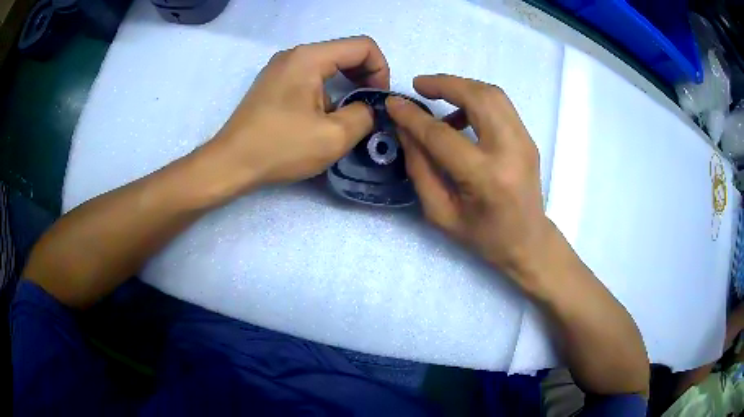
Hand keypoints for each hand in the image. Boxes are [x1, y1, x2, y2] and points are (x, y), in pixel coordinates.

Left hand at [202, 36, 389, 194]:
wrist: (231, 163)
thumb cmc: (280, 147)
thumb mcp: (334, 136)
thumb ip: (364, 115)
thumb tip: (367, 108)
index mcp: (310, 57)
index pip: (363, 46)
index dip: (380, 70)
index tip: (377, 99)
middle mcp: (295, 54)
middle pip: (345, 53)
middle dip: (365, 77)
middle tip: (368, 107)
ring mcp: (281, 67)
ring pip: (328, 65)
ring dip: (345, 86)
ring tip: (344, 116)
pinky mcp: (273, 82)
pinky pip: (310, 76)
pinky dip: (326, 90)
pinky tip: (321, 117)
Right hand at [386, 75, 554, 285]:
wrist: (528, 241)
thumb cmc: (483, 236)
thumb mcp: (440, 212)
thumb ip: (420, 168)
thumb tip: (405, 129)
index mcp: (486, 177)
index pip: (442, 135)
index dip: (414, 117)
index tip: (393, 103)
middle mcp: (510, 151)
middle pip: (478, 97)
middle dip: (444, 83)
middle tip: (419, 85)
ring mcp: (525, 141)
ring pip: (493, 94)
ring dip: (462, 86)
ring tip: (438, 94)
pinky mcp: (528, 138)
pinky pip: (501, 105)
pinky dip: (477, 98)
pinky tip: (461, 114)